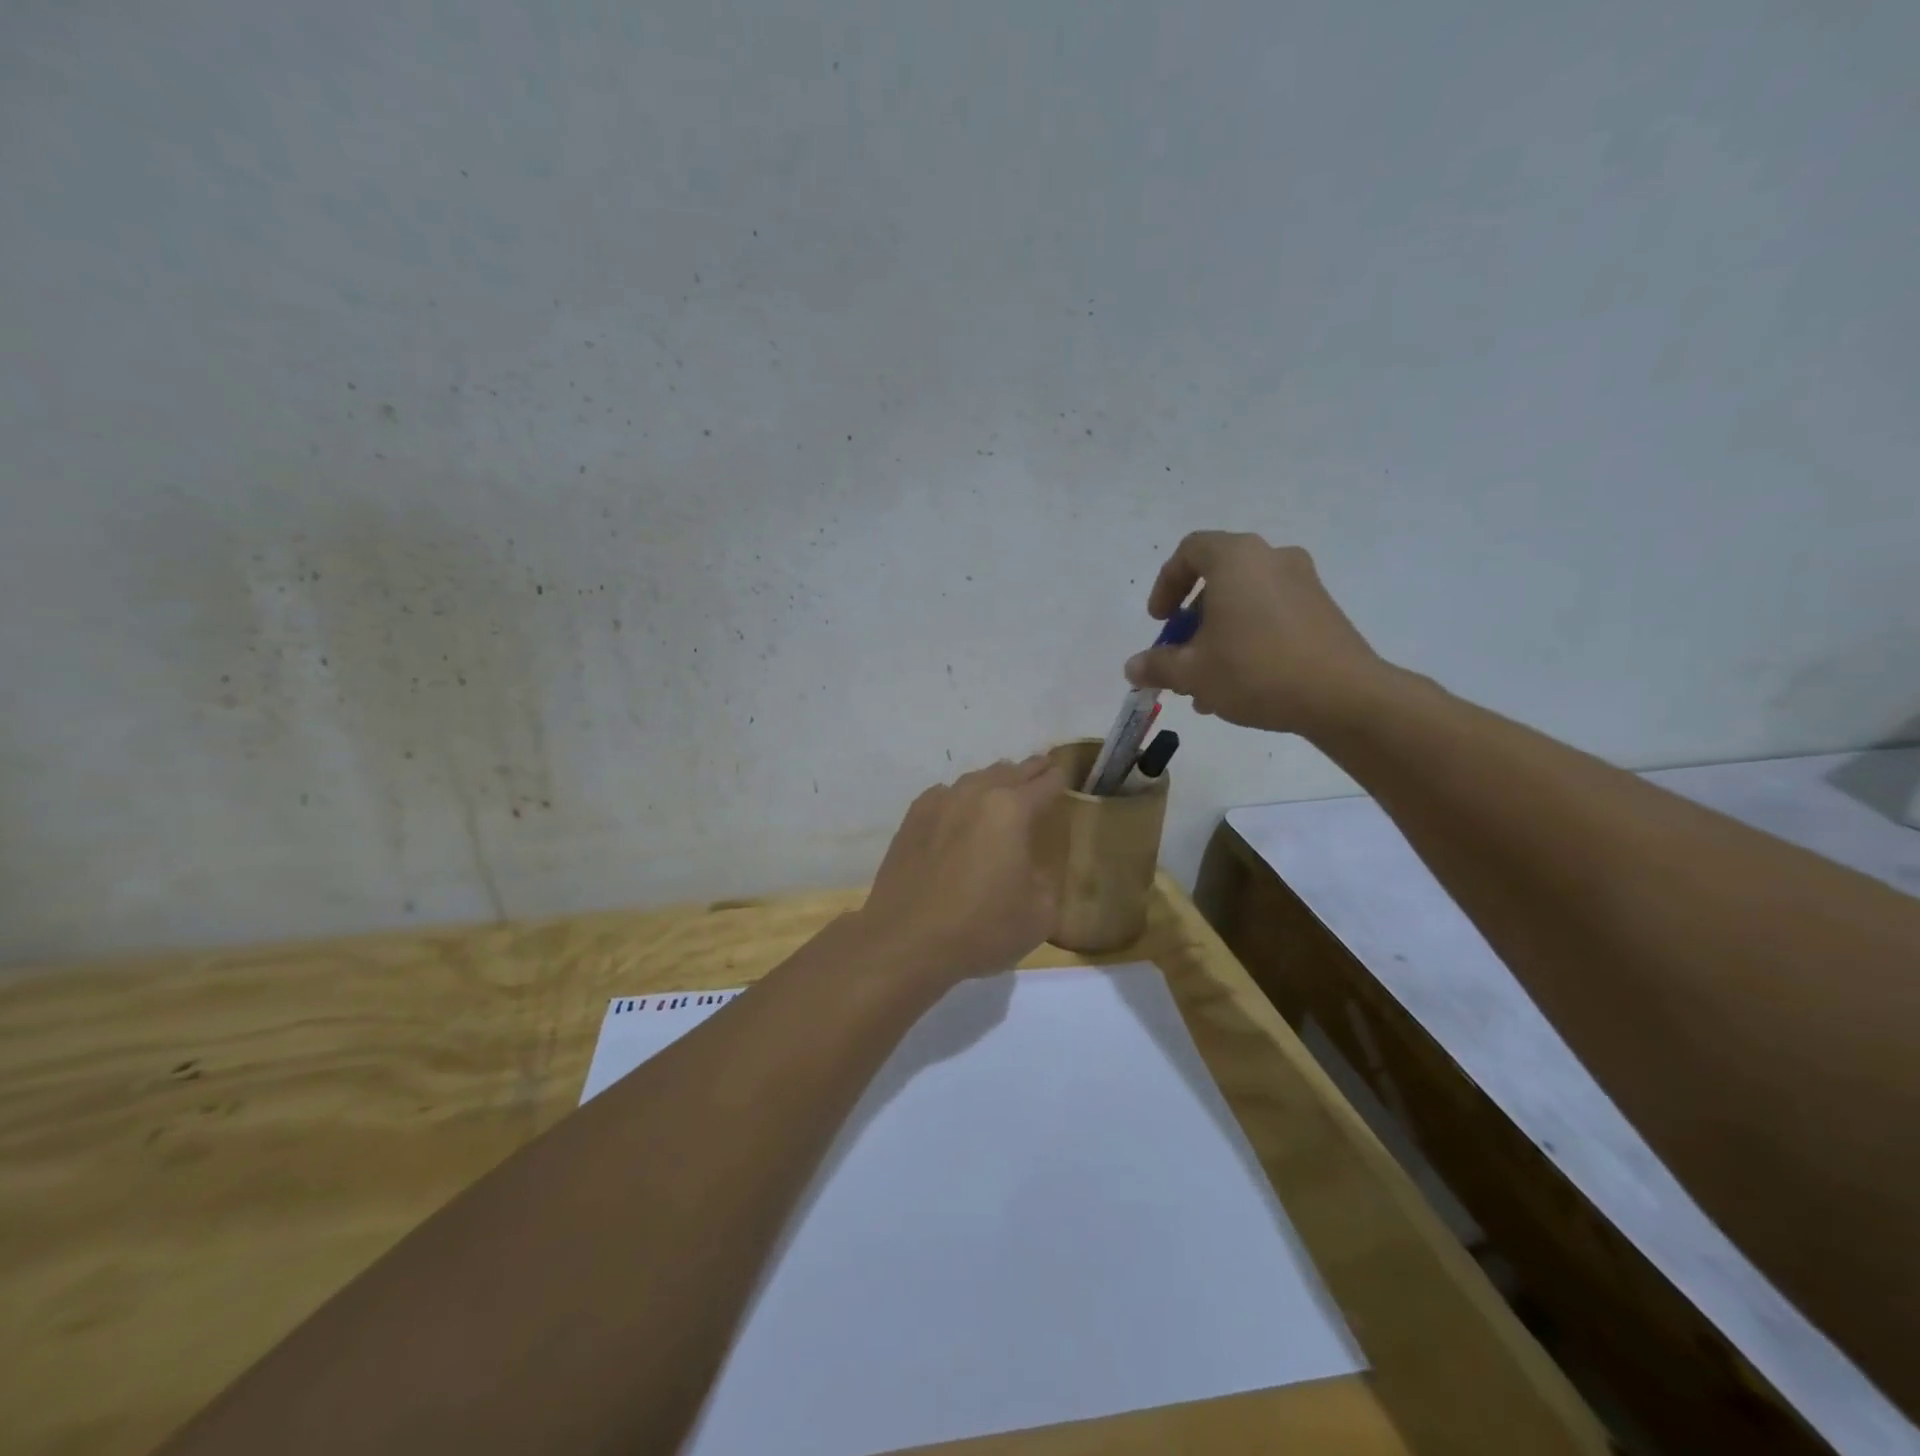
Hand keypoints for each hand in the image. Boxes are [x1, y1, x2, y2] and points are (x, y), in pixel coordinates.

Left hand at [854, 755, 1066, 984]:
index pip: (1044, 784)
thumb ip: (1045, 880)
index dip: (1059, 779)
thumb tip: (1031, 868)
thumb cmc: (980, 928)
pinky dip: (959, 795)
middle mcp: (975, 795)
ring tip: (1004, 782)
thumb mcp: (1039, 914)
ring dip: (994, 779)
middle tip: (1042, 767)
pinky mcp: (911, 819)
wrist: (905, 940)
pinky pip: (943, 795)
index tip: (1065, 774)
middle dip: (1029, 770)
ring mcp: (938, 803)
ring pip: (974, 779)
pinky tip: (959, 806)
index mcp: (1011, 810)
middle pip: (1009, 772)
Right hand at [1125, 532, 1385, 733]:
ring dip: (1218, 637)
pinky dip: (1248, 640)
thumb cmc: (1255, 671)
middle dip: (1191, 622)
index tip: (1160, 621)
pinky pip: (1271, 616)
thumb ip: (1157, 665)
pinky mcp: (1322, 610)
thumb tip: (1133, 668)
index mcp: (1236, 559)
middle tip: (1180, 656)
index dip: (1166, 584)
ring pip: (1244, 603)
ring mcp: (1303, 583)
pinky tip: (1239, 686)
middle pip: (1218, 580)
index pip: (1190, 550)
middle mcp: (1272, 559)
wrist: (1343, 696)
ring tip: (1205, 685)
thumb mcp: (1192, 672)